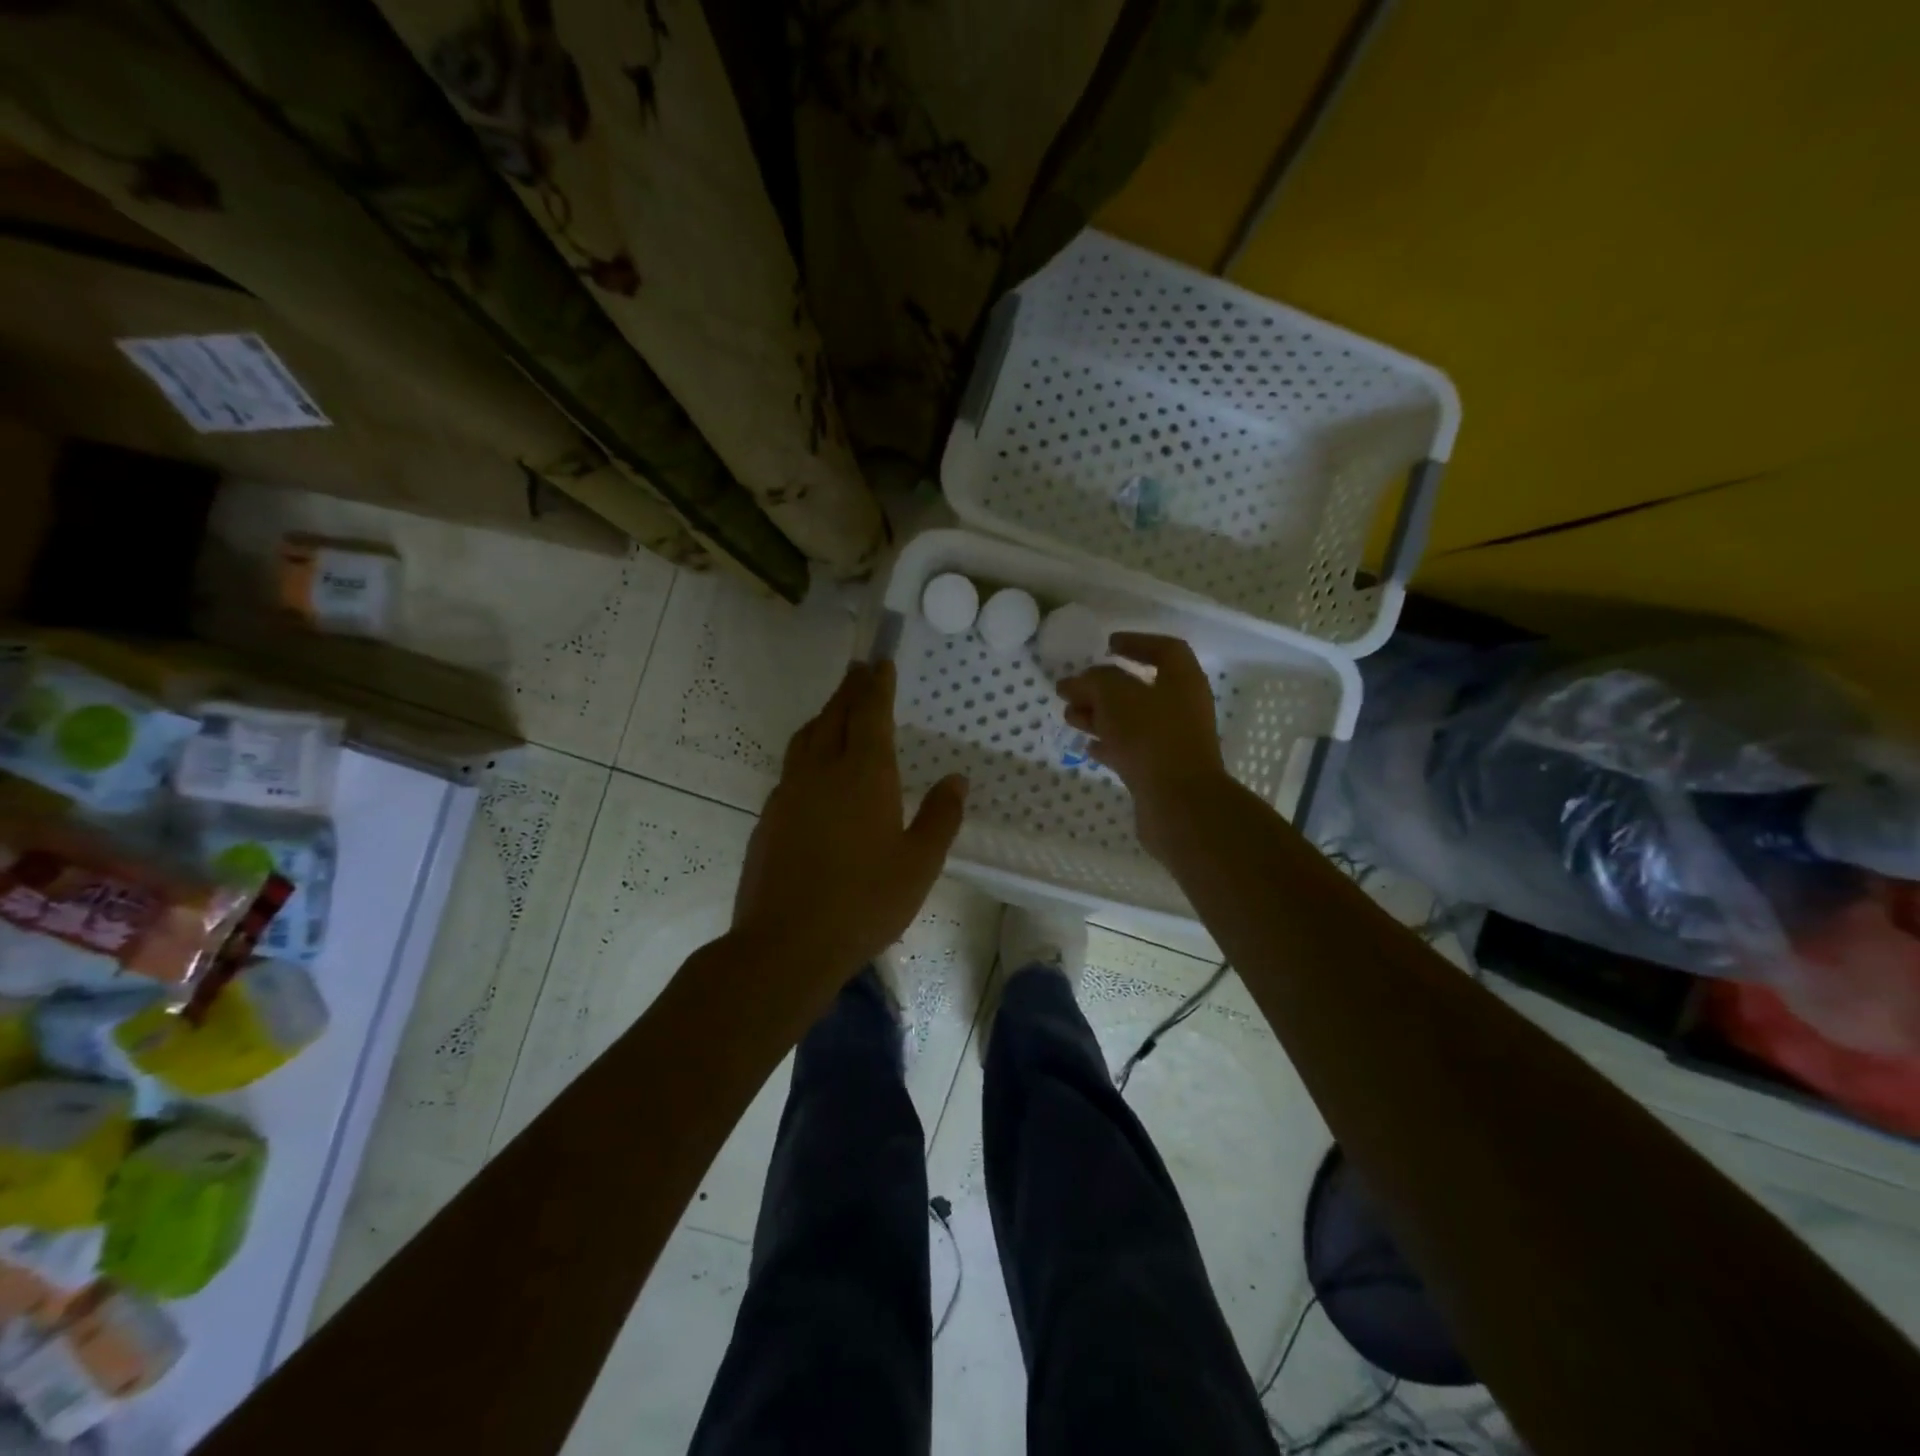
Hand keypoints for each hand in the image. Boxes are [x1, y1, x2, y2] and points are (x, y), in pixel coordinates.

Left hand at [733, 660, 967, 983]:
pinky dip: (808, 750)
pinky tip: (815, 771)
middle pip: (834, 716)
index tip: (880, 662)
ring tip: (837, 710)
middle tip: (859, 671)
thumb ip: (940, 817)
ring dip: (824, 716)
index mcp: (864, 775)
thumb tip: (956, 780)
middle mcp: (822, 771)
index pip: (871, 713)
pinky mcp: (769, 816)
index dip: (877, 685)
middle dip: (849, 690)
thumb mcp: (919, 865)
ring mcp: (789, 792)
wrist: (786, 944)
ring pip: (806, 738)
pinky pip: (792, 767)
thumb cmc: (864, 903)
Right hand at [1058, 633, 1229, 859]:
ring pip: (1132, 720)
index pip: (1164, 650)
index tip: (1107, 645)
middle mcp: (1182, 707)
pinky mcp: (1161, 770)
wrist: (1179, 803)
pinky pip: (1131, 749)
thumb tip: (1075, 681)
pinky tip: (1087, 746)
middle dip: (1104, 686)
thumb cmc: (1150, 737)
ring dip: (1101, 715)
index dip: (1136, 642)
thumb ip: (1093, 681)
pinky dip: (1109, 743)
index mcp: (1182, 680)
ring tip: (1069, 716)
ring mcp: (1173, 741)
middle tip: (1073, 688)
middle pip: (1141, 688)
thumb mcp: (1115, 696)